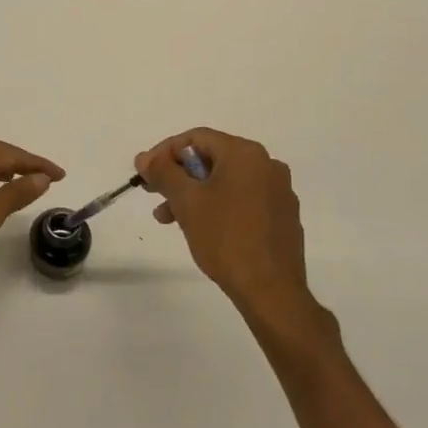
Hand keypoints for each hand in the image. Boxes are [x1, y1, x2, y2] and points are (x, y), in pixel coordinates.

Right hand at [135, 128, 320, 325]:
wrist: (270, 289)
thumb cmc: (225, 237)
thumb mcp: (186, 201)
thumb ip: (163, 172)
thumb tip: (145, 157)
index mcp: (245, 154)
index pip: (197, 138)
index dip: (165, 152)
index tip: (145, 174)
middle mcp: (267, 165)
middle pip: (212, 158)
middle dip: (178, 176)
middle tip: (153, 194)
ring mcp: (279, 191)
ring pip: (226, 181)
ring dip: (194, 194)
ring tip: (169, 218)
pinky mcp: (282, 216)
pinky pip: (243, 199)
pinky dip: (217, 205)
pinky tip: (201, 228)